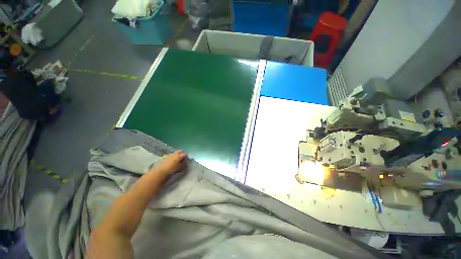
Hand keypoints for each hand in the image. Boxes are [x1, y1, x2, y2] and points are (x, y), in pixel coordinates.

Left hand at [155, 150, 187, 175]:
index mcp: (178, 156)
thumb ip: (183, 164)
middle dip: (182, 153)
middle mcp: (174, 154)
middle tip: (183, 157)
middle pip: (179, 151)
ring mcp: (169, 155)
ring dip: (177, 155)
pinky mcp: (164, 157)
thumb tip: (185, 162)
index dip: (186, 156)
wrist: (160, 172)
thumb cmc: (171, 170)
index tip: (187, 158)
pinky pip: (170, 156)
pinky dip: (172, 157)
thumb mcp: (179, 168)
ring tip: (177, 159)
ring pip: (174, 153)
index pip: (184, 154)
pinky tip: (171, 161)